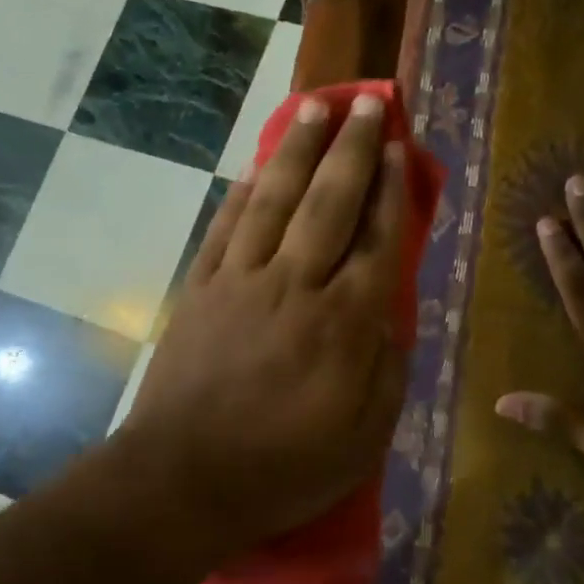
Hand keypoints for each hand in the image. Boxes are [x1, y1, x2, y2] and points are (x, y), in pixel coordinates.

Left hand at [123, 92, 409, 551]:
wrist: (183, 479)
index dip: (393, 191)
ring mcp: (241, 280)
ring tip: (317, 108)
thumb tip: (391, 317)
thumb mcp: (363, 438)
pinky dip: (244, 191)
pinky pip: (226, 226)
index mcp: (343, 323)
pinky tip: (257, 165)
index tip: (400, 150)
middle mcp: (295, 285)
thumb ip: (387, 370)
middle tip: (369, 104)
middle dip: (353, 149)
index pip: (378, 240)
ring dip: (298, 149)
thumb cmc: (283, 467)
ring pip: (275, 199)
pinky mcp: (201, 288)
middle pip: (330, 202)